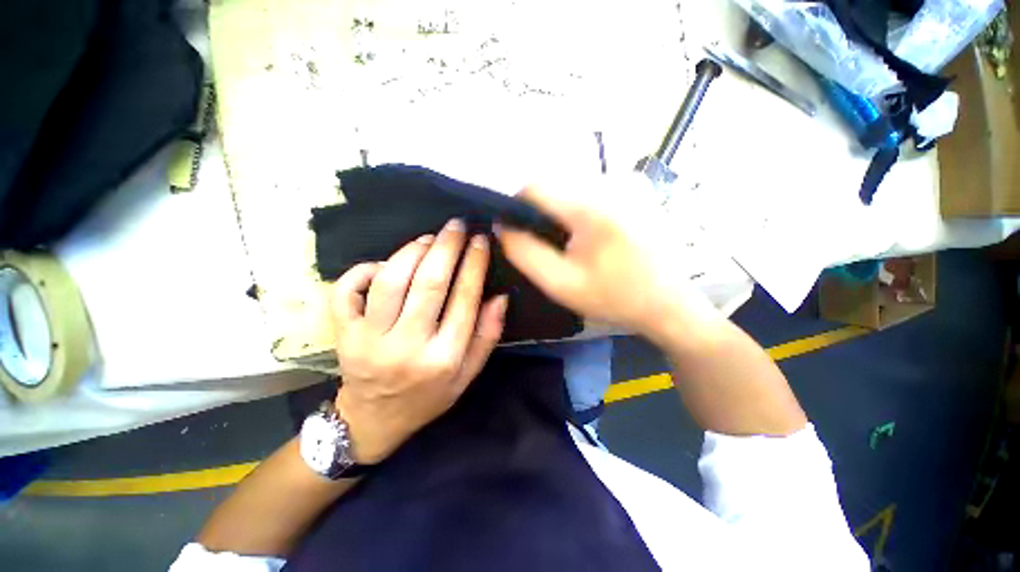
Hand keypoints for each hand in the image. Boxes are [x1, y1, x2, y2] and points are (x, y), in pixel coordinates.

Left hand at [329, 219, 507, 463]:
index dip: (475, 264)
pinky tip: (384, 263)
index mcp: (443, 358)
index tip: (480, 240)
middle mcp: (408, 346)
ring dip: (412, 251)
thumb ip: (487, 336)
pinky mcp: (344, 335)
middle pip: (430, 283)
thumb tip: (499, 297)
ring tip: (429, 238)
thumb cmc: (427, 397)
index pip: (464, 299)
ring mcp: (369, 340)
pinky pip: (347, 291)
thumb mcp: (467, 375)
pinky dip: (364, 269)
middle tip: (456, 225)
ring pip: (391, 281)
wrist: (373, 420)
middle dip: (447, 246)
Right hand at [498, 175, 721, 342]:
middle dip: (541, 213)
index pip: (535, 186)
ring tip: (571, 244)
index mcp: (590, 207)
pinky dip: (580, 211)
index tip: (516, 230)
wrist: (668, 304)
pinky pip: (592, 193)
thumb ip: (524, 253)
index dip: (516, 205)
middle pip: (554, 186)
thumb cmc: (614, 297)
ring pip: (571, 189)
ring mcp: (627, 184)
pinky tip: (591, 237)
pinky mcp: (636, 191)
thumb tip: (502, 226)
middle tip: (548, 246)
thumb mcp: (560, 284)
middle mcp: (609, 184)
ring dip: (561, 213)